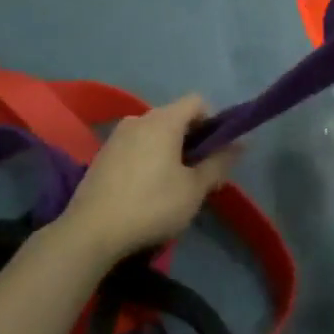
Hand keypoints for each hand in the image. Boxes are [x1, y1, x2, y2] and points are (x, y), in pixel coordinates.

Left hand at [58, 96, 238, 263]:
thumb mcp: (194, 189)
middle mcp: (138, 118)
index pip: (197, 101)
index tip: (217, 150)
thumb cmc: (151, 205)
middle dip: (192, 139)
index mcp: (163, 120)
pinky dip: (148, 158)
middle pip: (175, 117)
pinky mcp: (102, 155)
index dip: (214, 121)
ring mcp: (116, 136)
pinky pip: (135, 146)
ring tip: (173, 185)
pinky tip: (146, 190)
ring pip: (154, 133)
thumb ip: (219, 163)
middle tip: (199, 173)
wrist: (90, 232)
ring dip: (169, 150)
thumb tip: (242, 143)